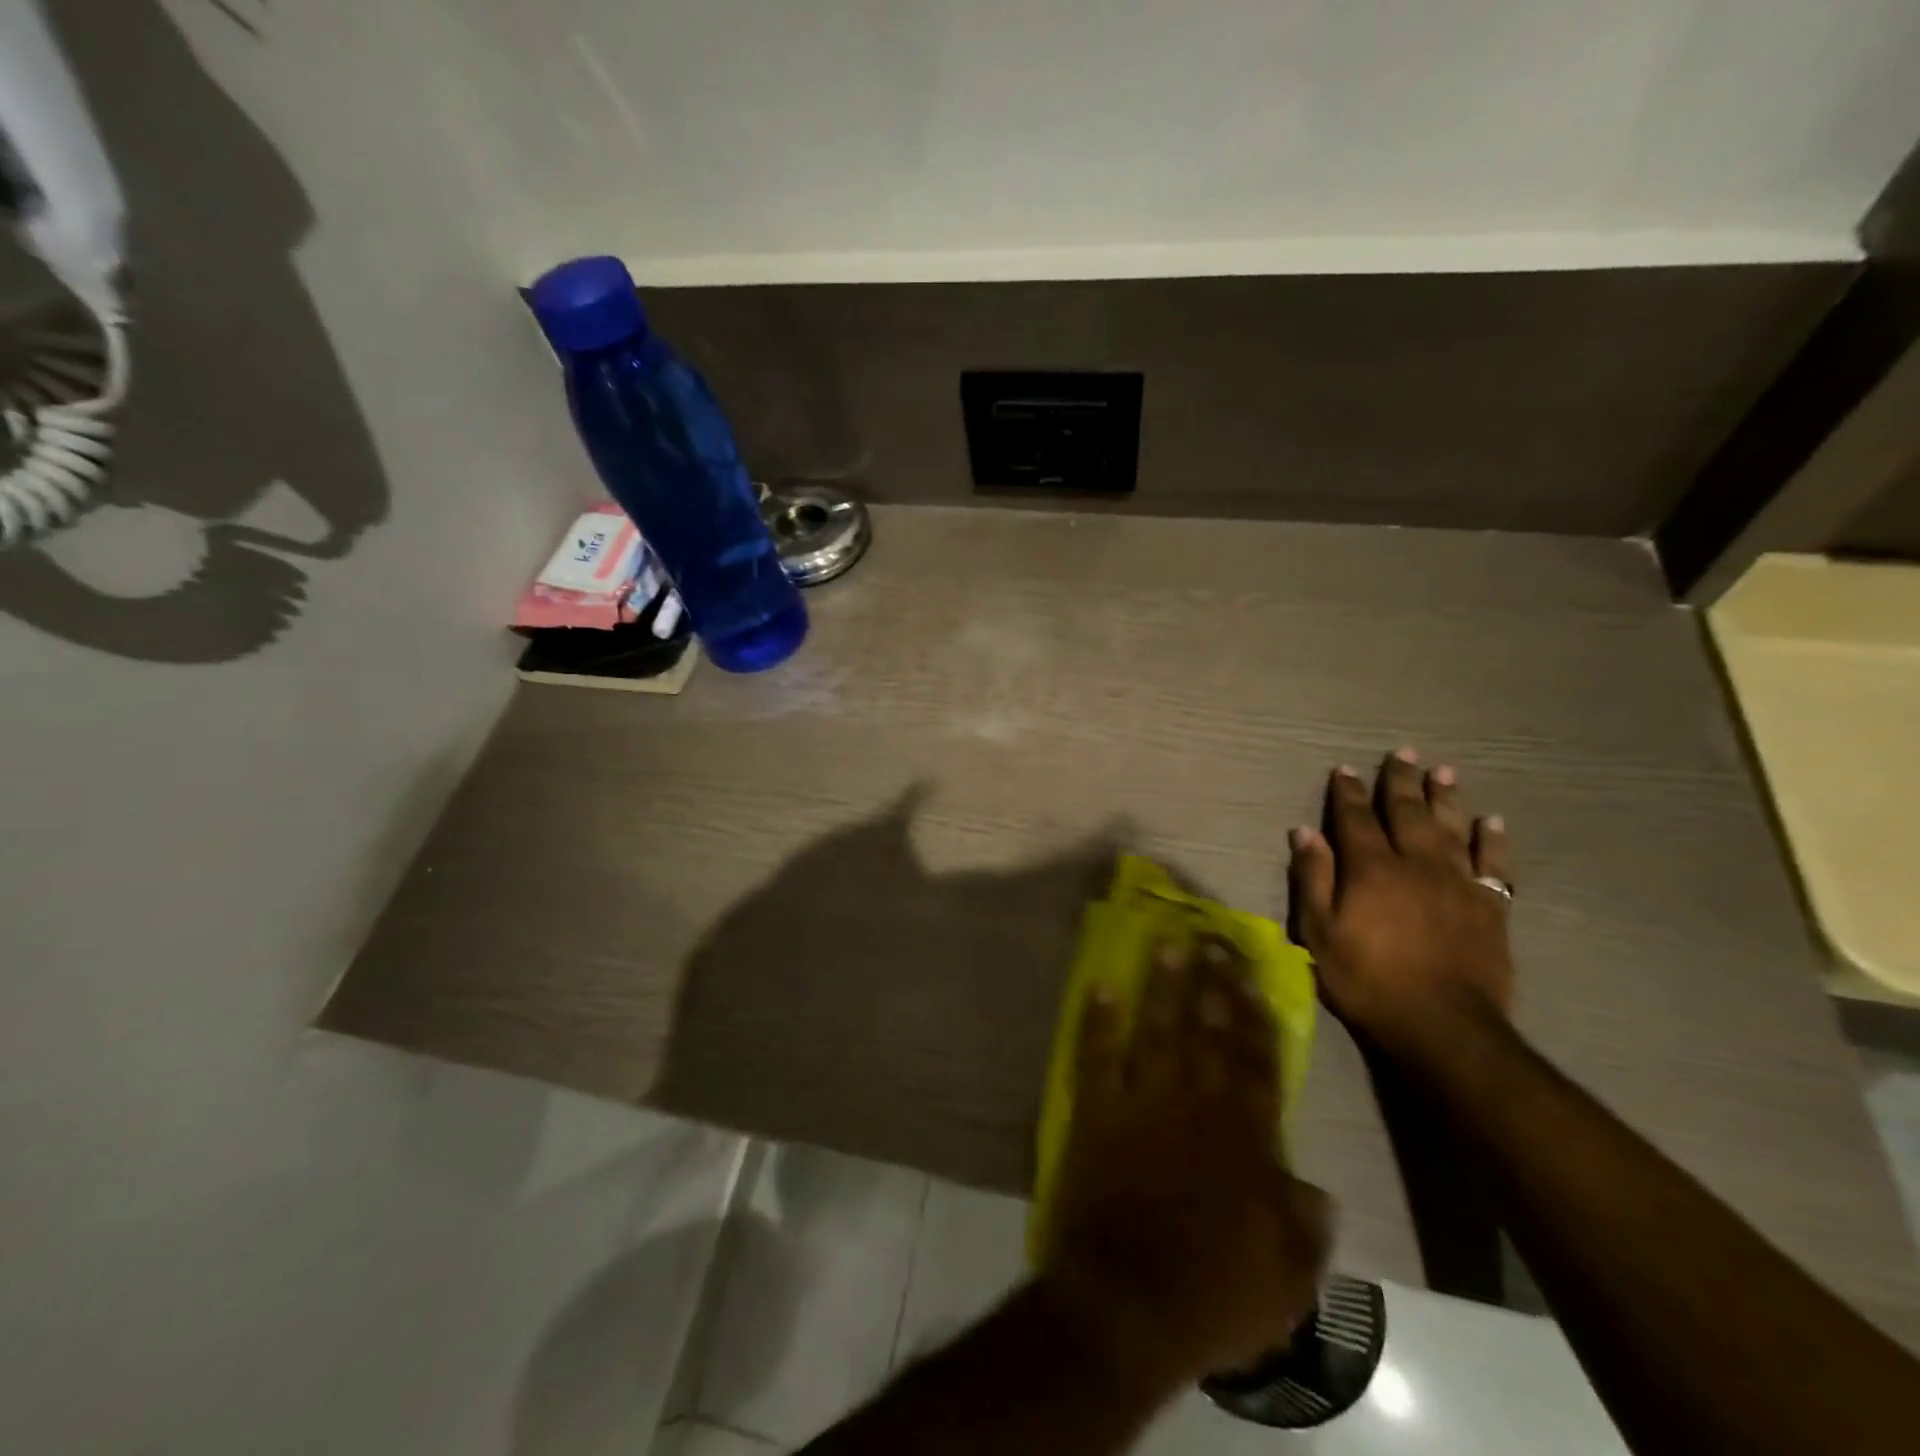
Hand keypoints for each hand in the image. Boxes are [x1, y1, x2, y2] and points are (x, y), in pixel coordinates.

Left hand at [1041, 938, 1332, 1386]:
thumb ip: (1305, 1226)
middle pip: (1207, 1032)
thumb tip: (1316, 1187)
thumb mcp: (1288, 1279)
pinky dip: (1097, 1021)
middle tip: (1210, 938)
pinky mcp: (1095, 1113)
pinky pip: (1096, 1057)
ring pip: (1156, 1031)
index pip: (1255, 1062)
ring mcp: (1141, 1104)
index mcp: (1244, 1139)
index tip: (1250, 972)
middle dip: (1211, 983)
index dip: (1253, 1013)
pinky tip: (1100, 987)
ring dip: (1161, 987)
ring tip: (1166, 944)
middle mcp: (1195, 1106)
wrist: (1125, 1306)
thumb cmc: (1213, 1296)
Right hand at [1288, 750, 1513, 1059]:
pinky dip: (1492, 841)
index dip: (1348, 793)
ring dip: (1446, 798)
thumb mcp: (1319, 932)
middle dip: (1401, 782)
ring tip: (1444, 772)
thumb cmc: (1368, 979)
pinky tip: (1492, 822)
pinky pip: (1494, 864)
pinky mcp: (1490, 907)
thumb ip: (1313, 878)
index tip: (1344, 770)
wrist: (1442, 1025)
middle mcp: (1416, 863)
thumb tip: (1305, 832)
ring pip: (1451, 828)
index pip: (1355, 818)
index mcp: (1371, 868)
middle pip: (1407, 812)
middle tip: (1403, 753)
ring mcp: (1458, 883)